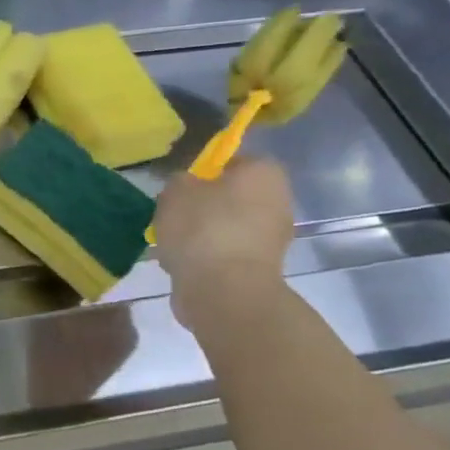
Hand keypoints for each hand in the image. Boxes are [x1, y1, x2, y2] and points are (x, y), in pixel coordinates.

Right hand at [152, 155, 294, 325]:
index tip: (182, 186)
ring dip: (202, 232)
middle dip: (203, 204)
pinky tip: (183, 263)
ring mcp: (272, 237)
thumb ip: (181, 180)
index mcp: (263, 173)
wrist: (223, 290)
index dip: (204, 171)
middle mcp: (277, 201)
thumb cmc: (202, 227)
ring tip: (172, 242)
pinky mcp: (260, 267)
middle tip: (173, 213)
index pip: (234, 160)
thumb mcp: (175, 190)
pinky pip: (226, 252)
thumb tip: (189, 187)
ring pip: (227, 225)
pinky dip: (206, 255)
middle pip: (232, 195)